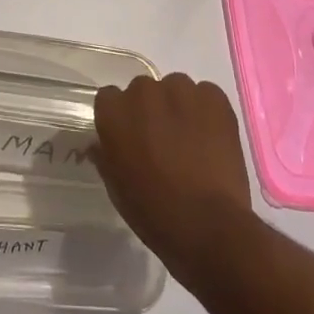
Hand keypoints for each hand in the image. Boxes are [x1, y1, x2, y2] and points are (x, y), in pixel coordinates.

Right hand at [93, 73, 256, 282]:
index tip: (131, 138)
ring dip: (178, 108)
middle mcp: (143, 92)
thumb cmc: (154, 212)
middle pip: (143, 91)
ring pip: (175, 89)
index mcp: (114, 112)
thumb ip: (106, 156)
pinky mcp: (214, 98)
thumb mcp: (117, 188)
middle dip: (150, 111)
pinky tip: (212, 139)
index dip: (121, 118)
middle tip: (163, 142)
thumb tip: (99, 145)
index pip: (110, 99)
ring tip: (191, 140)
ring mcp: (181, 91)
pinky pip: (206, 95)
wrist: (207, 225)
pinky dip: (207, 111)